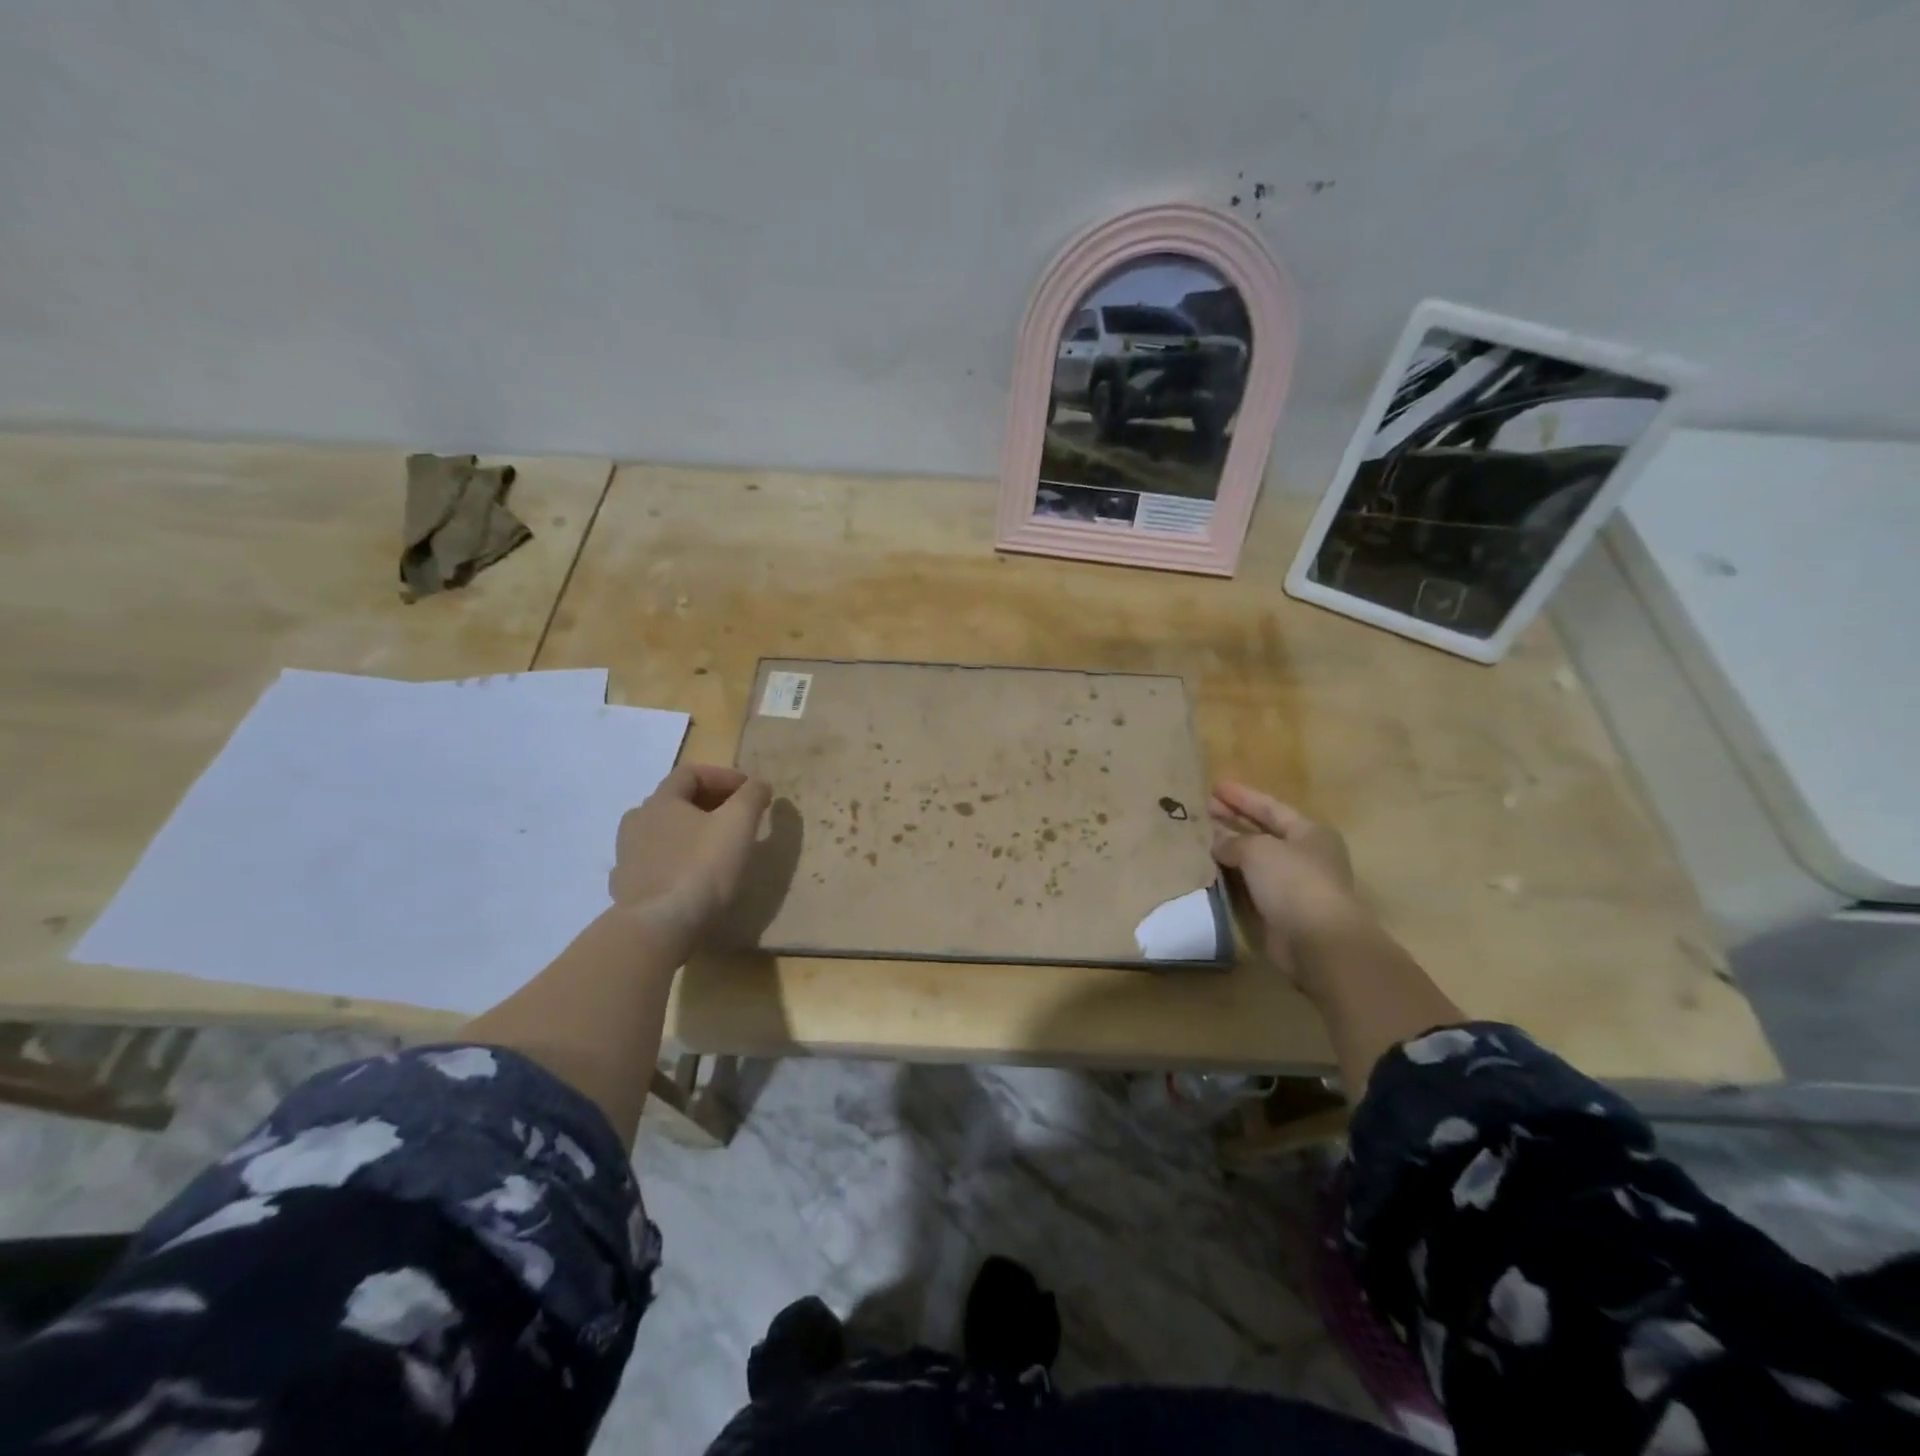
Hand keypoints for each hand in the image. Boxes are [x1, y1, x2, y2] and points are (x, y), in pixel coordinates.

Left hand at [609, 764, 771, 953]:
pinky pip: (653, 862)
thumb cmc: (701, 867)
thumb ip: (751, 796)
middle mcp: (637, 821)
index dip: (724, 776)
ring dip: (689, 831)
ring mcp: (626, 855)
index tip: (750, 790)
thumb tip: (758, 783)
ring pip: (662, 832)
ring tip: (714, 847)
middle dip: (708, 802)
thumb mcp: (738, 824)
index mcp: (661, 800)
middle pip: (675, 800)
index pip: (691, 773)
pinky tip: (690, 874)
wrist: (658, 927)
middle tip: (737, 817)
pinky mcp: (626, 886)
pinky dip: (674, 859)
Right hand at [1208, 781, 1366, 980]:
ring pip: (1254, 860)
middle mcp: (1304, 855)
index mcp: (1309, 832)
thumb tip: (1217, 842)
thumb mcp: (1259, 850)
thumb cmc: (1294, 881)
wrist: (1318, 941)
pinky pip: (1250, 885)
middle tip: (1202, 809)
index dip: (1241, 796)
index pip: (1270, 807)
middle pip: (1262, 832)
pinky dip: (1231, 876)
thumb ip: (1234, 841)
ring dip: (1229, 849)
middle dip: (1233, 820)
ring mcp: (1293, 885)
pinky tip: (1209, 869)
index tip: (1214, 786)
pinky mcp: (1280, 911)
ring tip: (1199, 837)